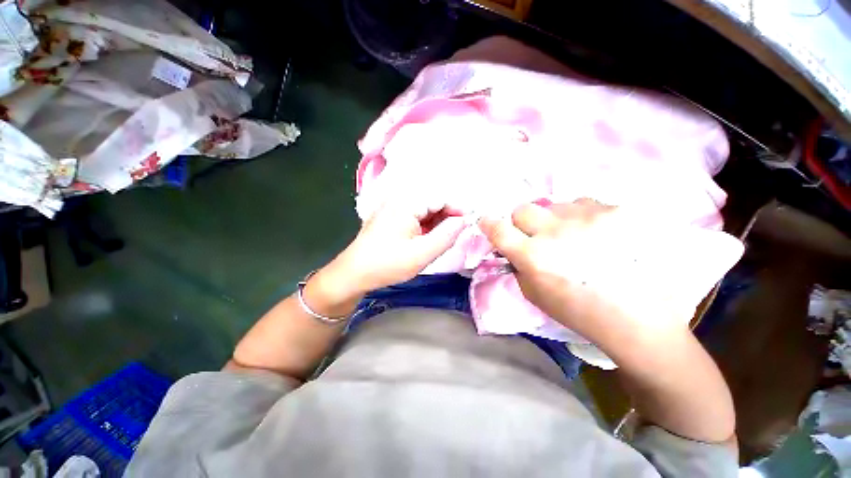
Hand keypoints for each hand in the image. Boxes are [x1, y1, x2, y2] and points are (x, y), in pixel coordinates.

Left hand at [311, 201, 466, 313]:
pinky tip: (426, 240)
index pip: (441, 198)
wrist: (353, 273)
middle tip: (454, 237)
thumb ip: (447, 236)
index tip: (468, 225)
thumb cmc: (387, 264)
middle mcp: (399, 199)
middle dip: (447, 218)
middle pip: (432, 202)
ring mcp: (393, 208)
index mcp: (407, 203)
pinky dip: (425, 227)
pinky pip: (414, 217)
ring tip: (440, 241)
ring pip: (424, 210)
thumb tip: (464, 221)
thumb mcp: (422, 254)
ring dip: (436, 224)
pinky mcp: (390, 217)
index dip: (457, 210)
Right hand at [478, 199, 688, 348]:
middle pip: (523, 209)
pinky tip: (596, 234)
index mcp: (534, 257)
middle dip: (523, 222)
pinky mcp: (616, 211)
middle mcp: (556, 232)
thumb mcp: (535, 294)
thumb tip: (513, 247)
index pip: (499, 229)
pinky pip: (583, 204)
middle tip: (537, 236)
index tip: (487, 222)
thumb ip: (518, 265)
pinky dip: (580, 217)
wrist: (638, 316)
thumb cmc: (579, 310)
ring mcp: (588, 217)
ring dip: (555, 220)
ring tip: (573, 237)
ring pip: (553, 205)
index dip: (489, 223)